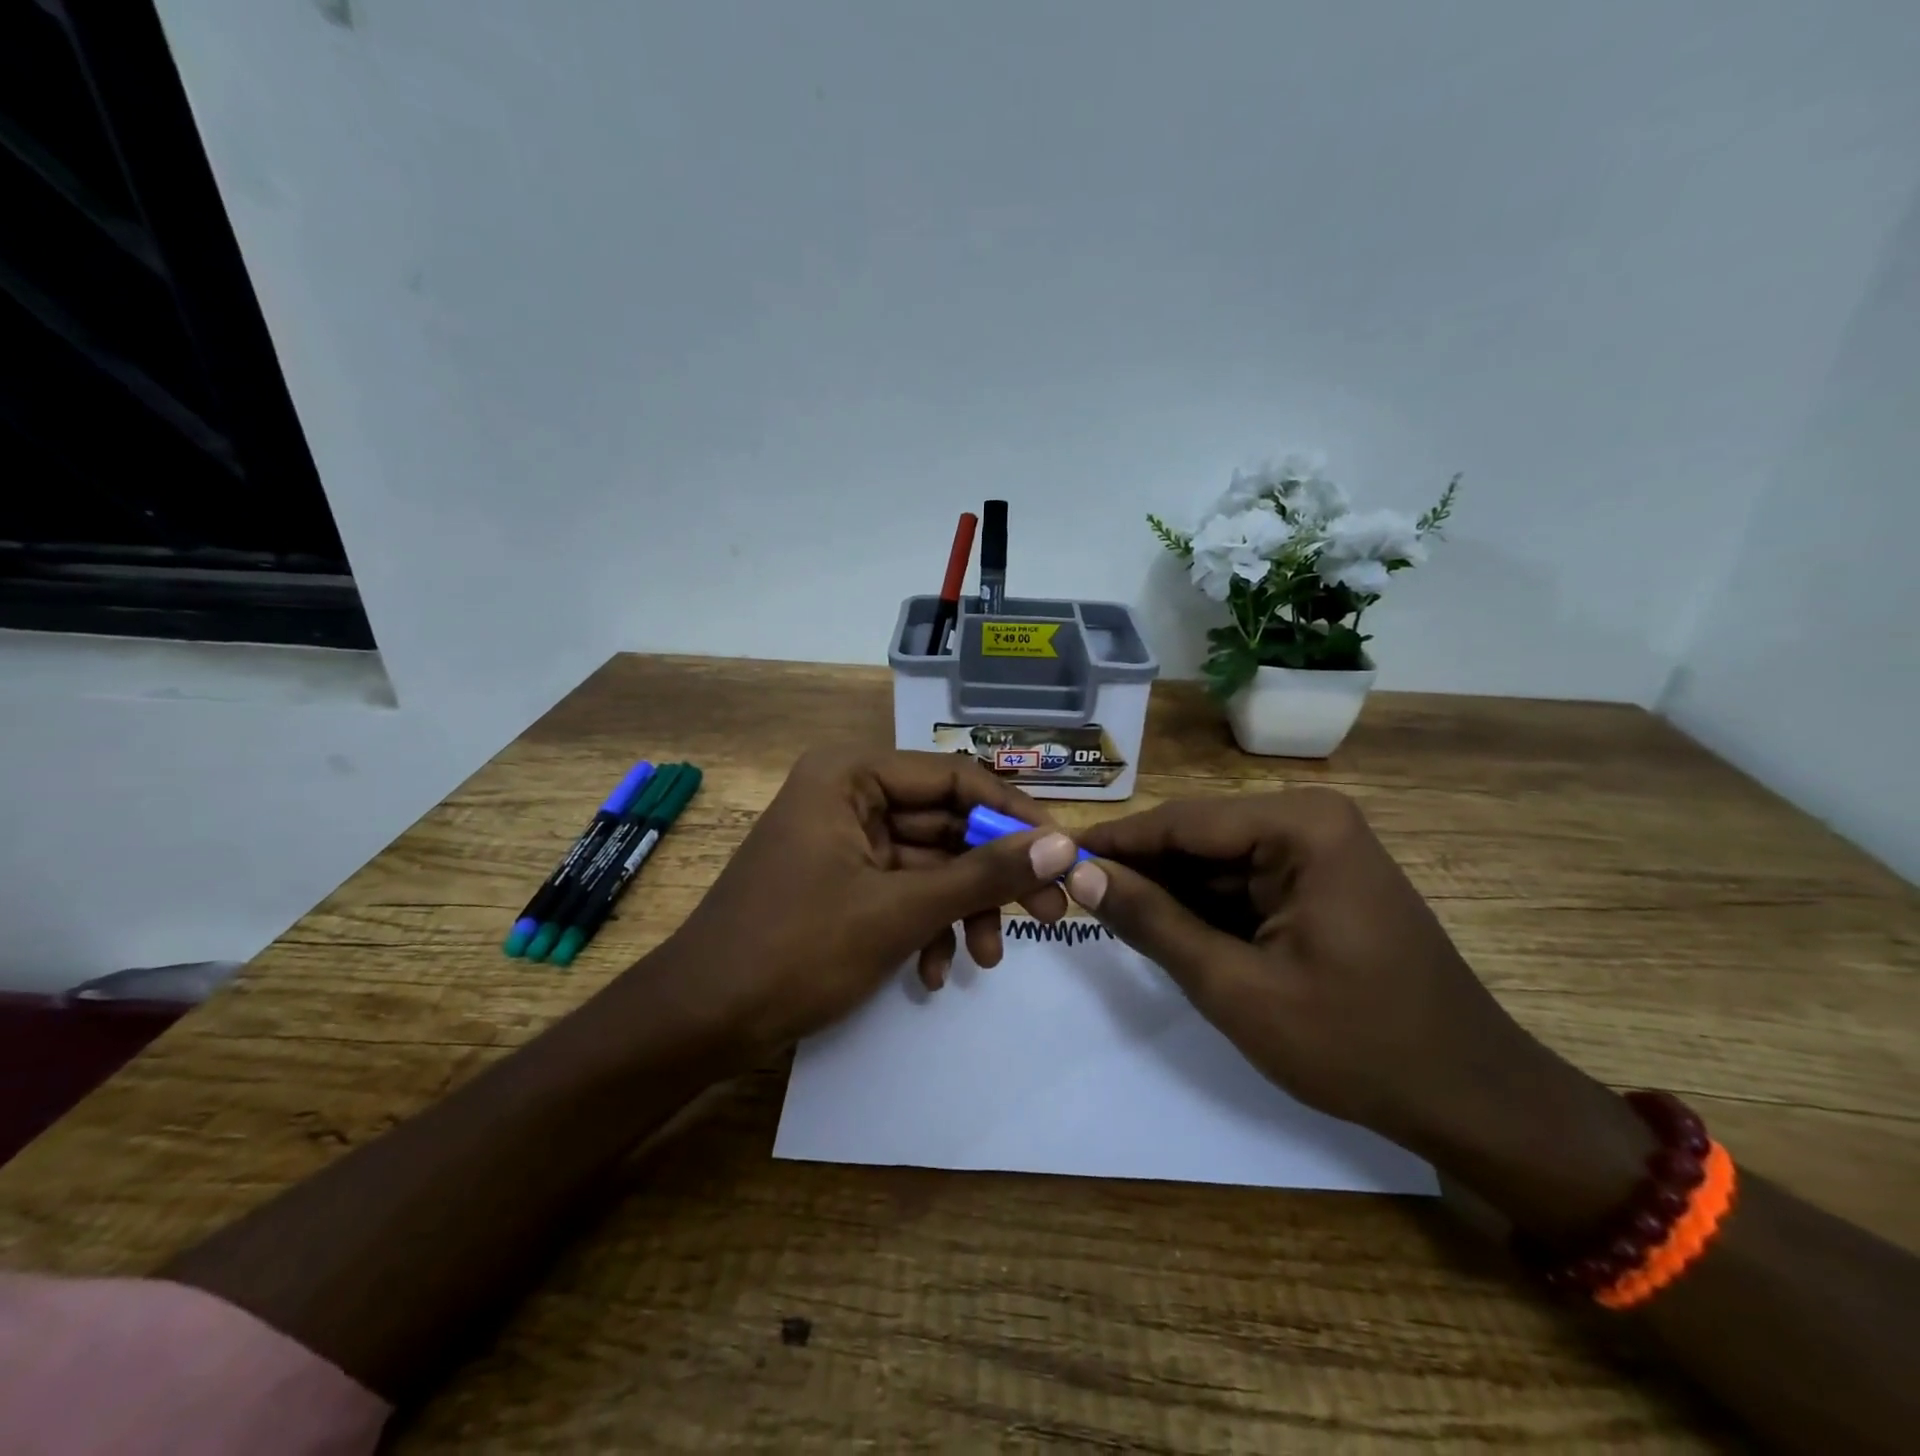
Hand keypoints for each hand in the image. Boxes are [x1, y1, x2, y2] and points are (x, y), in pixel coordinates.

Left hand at [657, 747, 1079, 1065]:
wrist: (700, 1022)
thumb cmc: (796, 950)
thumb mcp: (901, 910)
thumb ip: (984, 874)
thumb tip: (1063, 846)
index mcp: (851, 776)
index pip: (955, 778)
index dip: (1012, 815)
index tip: (1062, 854)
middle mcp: (847, 796)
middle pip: (944, 823)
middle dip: (991, 875)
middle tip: (1047, 914)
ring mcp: (842, 841)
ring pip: (928, 864)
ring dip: (961, 910)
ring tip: (986, 960)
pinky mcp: (839, 882)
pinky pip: (900, 891)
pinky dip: (925, 927)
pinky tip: (932, 974)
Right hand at [1069, 789, 1655, 1235]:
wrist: (1472, 1100)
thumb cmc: (1355, 1044)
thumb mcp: (1235, 987)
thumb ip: (1153, 923)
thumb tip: (1081, 875)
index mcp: (1301, 827)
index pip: (1181, 821)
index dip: (1114, 841)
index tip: (1052, 856)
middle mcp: (1311, 821)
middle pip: (1198, 837)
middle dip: (1139, 869)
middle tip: (1070, 895)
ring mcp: (1320, 851)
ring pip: (1215, 862)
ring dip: (1167, 892)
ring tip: (1105, 915)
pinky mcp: (1321, 883)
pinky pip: (1243, 884)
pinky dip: (1202, 909)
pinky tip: (1164, 931)